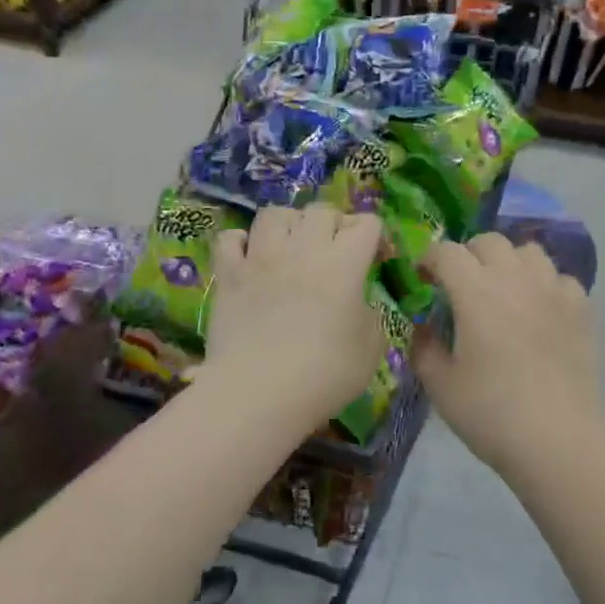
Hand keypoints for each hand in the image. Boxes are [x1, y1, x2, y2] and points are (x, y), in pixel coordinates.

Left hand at [204, 204, 384, 430]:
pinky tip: (249, 259)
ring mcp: (260, 258)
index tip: (376, 258)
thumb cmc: (324, 374)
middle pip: (321, 211)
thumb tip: (356, 305)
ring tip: (291, 246)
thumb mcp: (371, 349)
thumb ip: (369, 316)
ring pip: (274, 214)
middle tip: (335, 252)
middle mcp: (302, 249)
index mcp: (344, 263)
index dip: (375, 235)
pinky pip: (230, 238)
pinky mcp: (228, 275)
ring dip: (288, 224)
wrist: (258, 392)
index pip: (366, 223)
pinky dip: (241, 243)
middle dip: (334, 224)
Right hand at [413, 232, 601, 474]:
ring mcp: (553, 291)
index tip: (423, 278)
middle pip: (490, 241)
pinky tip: (539, 311)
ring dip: (509, 262)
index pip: (447, 252)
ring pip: (529, 251)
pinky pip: (560, 279)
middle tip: (459, 284)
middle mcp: (516, 279)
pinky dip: (544, 285)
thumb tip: (423, 328)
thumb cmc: (490, 412)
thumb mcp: (440, 385)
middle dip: (468, 254)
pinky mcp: (581, 309)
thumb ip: (424, 347)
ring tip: (502, 291)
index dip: (429, 259)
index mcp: (476, 292)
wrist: (557, 438)